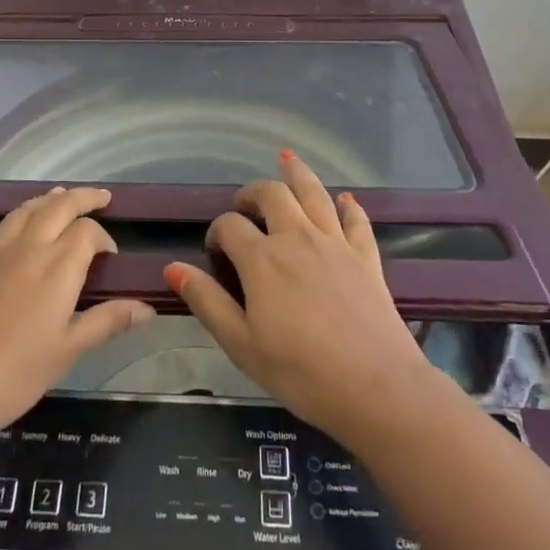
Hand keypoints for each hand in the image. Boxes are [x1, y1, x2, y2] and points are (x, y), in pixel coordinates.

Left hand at [0, 188, 154, 425]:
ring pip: (20, 213)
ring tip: (56, 195)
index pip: (88, 233)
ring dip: (41, 201)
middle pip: (58, 208)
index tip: (110, 256)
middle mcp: (27, 248)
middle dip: (81, 198)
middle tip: (98, 197)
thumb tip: (148, 307)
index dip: (104, 238)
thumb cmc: (18, 373)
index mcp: (58, 267)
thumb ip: (108, 321)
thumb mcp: (69, 350)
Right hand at [164, 152, 435, 447]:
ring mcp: (335, 243)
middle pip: (272, 195)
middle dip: (252, 193)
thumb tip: (172, 268)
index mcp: (262, 259)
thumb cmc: (300, 372)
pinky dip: (347, 206)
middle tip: (245, 205)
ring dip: (297, 174)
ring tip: (287, 161)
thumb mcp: (241, 344)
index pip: (230, 226)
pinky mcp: (366, 256)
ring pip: (314, 193)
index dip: (217, 233)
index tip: (215, 253)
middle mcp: (297, 238)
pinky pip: (356, 220)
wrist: (376, 388)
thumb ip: (207, 302)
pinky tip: (343, 200)